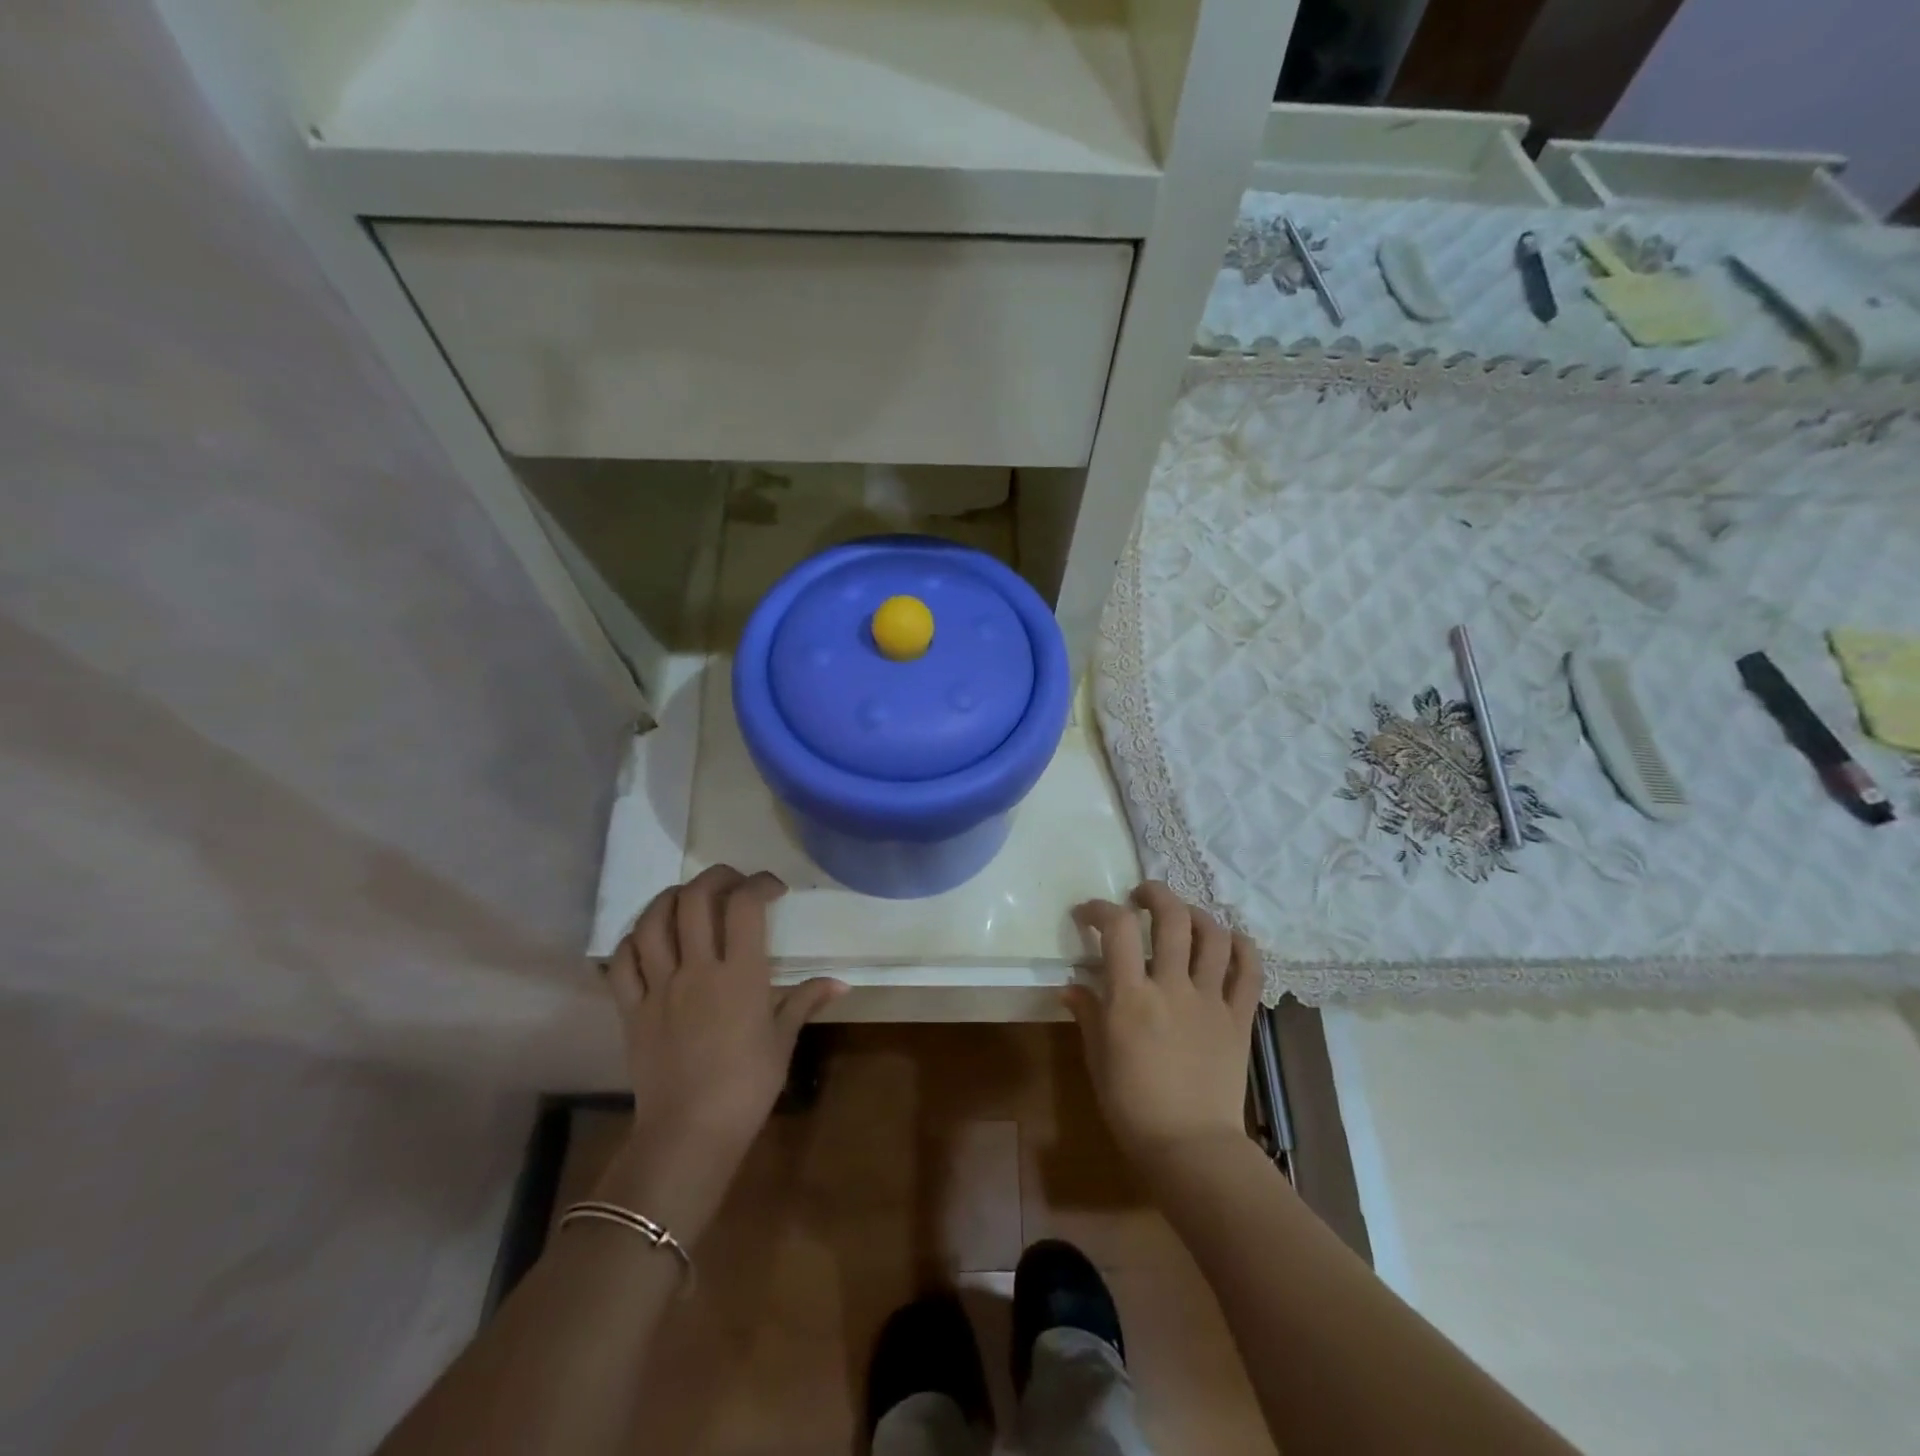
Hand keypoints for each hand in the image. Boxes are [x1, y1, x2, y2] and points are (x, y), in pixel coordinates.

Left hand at [595, 866, 845, 1237]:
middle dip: (716, 878)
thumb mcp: (783, 1042)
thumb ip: (805, 1002)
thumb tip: (841, 982)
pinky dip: (632, 940)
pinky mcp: (631, 1009)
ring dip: (670, 898)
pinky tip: (647, 937)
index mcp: (739, 975)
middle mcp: (696, 969)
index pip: (744, 906)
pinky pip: (621, 962)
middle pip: (695, 900)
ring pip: (652, 922)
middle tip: (733, 882)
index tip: (773, 889)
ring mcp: (658, 987)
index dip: (759, 884)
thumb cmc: (746, 1087)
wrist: (688, 1134)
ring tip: (688, 897)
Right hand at [1067, 883, 1262, 1168]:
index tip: (1089, 914)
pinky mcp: (1239, 1017)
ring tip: (1183, 916)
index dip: (1101, 910)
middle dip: (1154, 894)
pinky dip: (1242, 946)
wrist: (1190, 1148)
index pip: (1118, 929)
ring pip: (1214, 936)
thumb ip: (1088, 1013)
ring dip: (1197, 914)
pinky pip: (1250, 971)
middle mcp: (1173, 987)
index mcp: (1132, 997)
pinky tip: (1230, 940)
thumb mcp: (1097, 1057)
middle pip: (1172, 917)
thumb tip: (1072, 986)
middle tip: (1140, 897)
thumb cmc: (1132, 1106)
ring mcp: (1211, 1000)